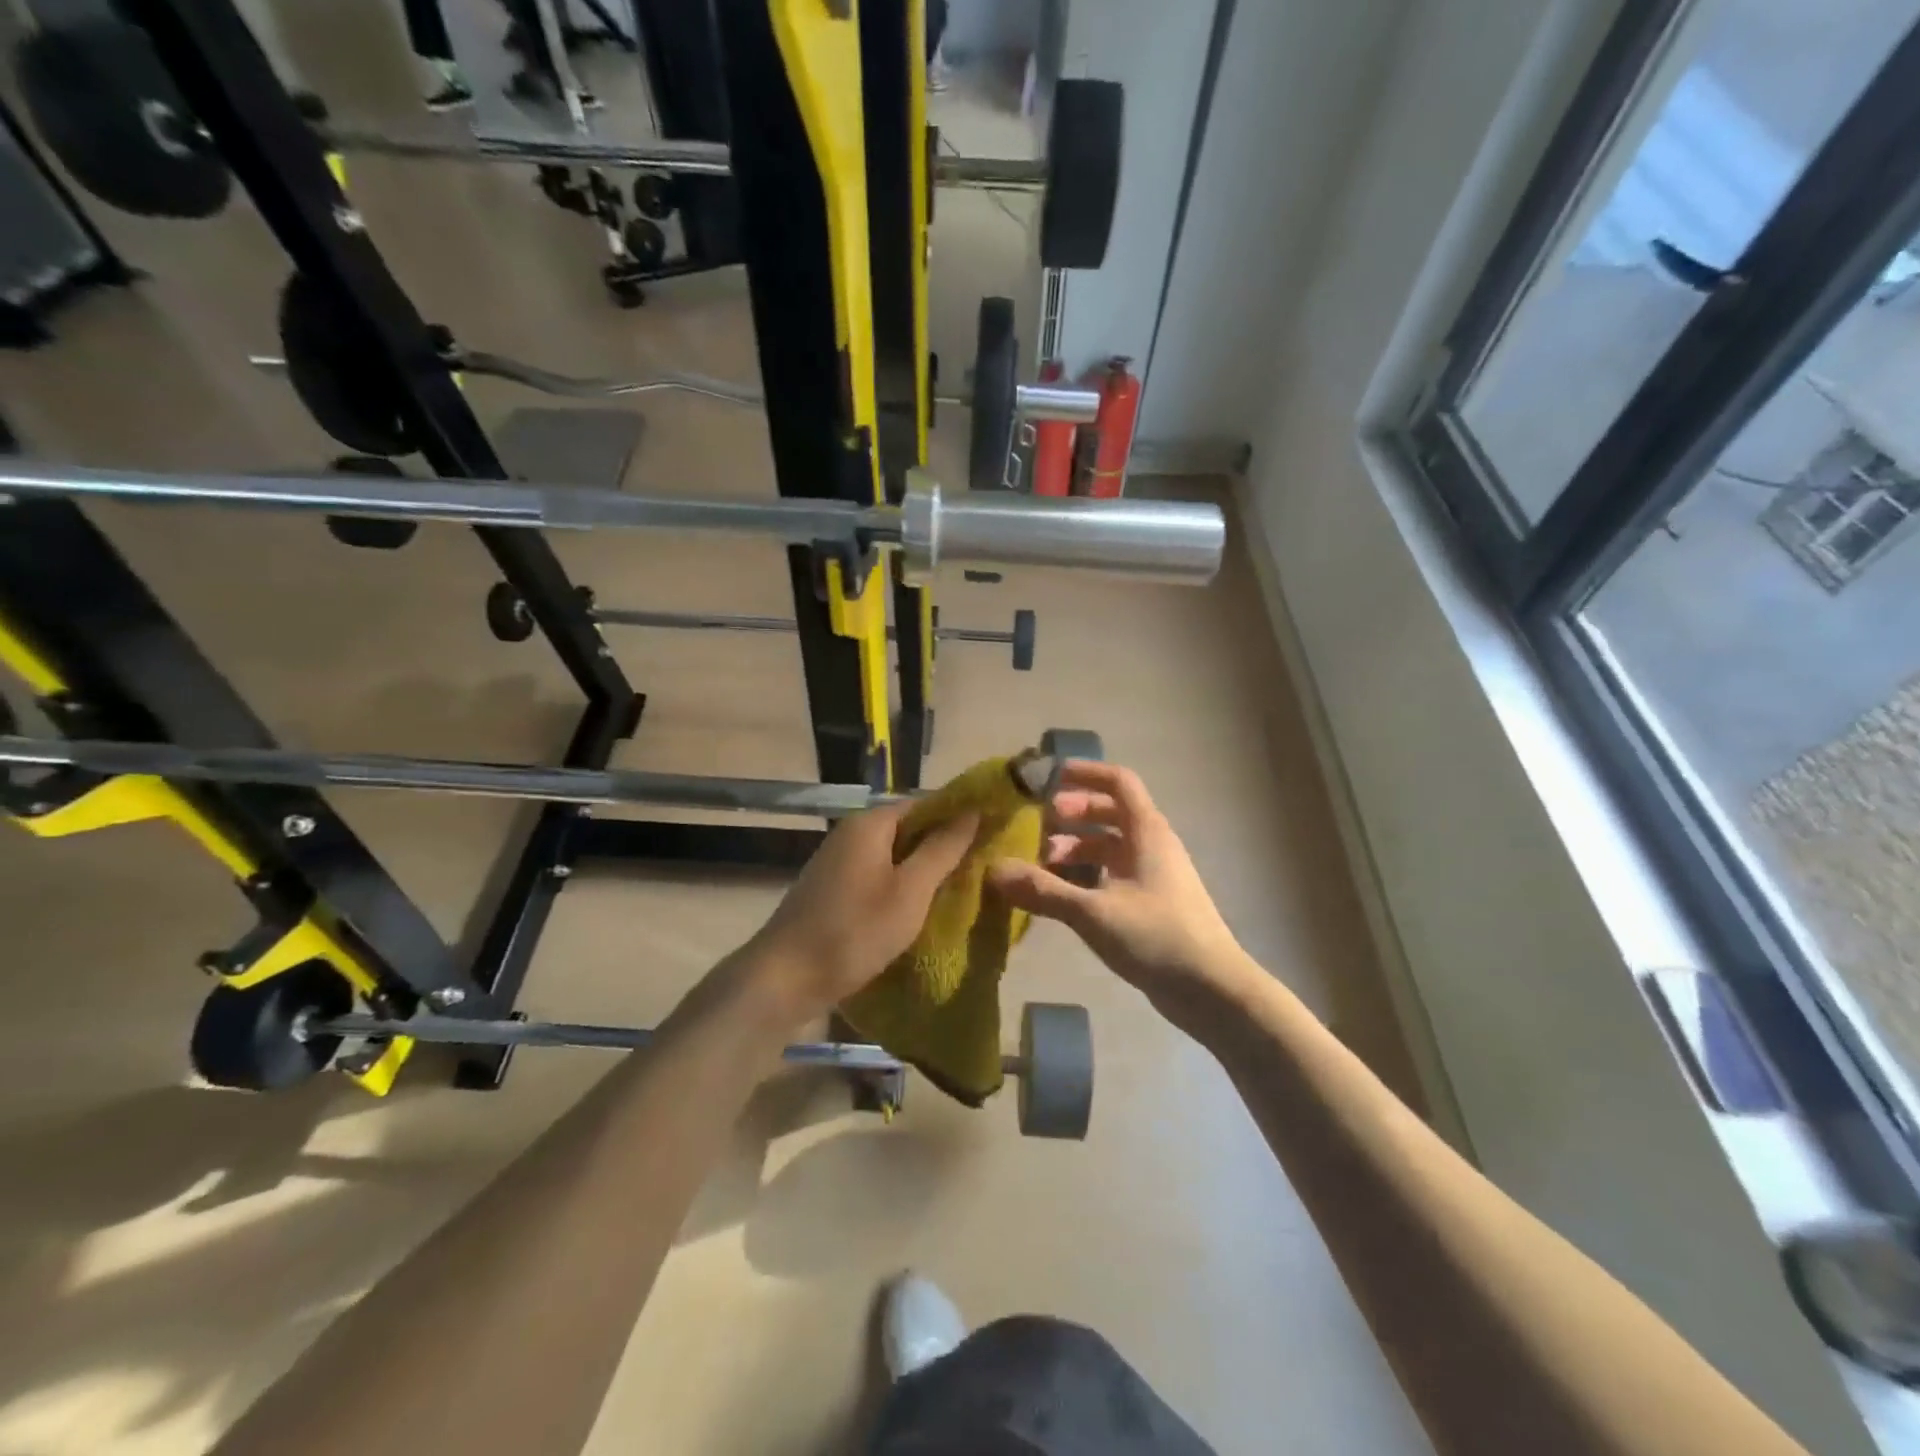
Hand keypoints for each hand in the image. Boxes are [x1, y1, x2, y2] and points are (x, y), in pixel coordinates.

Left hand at [734, 800, 978, 1031]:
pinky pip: (878, 876)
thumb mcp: (910, 891)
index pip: (925, 803)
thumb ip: (942, 849)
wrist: (785, 979)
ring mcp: (839, 862)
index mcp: (870, 824)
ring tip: (961, 888)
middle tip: (982, 866)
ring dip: (923, 869)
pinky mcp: (833, 890)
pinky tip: (920, 908)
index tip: (992, 833)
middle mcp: (852, 833)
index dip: (959, 815)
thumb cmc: (854, 930)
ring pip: (894, 855)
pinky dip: (901, 886)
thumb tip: (972, 811)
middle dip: (944, 845)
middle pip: (909, 828)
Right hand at [986, 762, 1247, 1021]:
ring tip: (1042, 863)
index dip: (1086, 773)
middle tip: (1038, 824)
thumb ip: (1043, 890)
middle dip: (1073, 813)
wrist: (1212, 990)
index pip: (1119, 782)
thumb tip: (993, 869)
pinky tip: (1063, 894)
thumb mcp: (1093, 912)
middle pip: (1111, 812)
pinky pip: (1115, 873)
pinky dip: (1088, 874)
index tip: (1051, 777)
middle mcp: (1153, 845)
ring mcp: (1155, 875)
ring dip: (1077, 846)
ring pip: (1111, 846)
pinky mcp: (1152, 903)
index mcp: (1147, 831)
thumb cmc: (1156, 937)